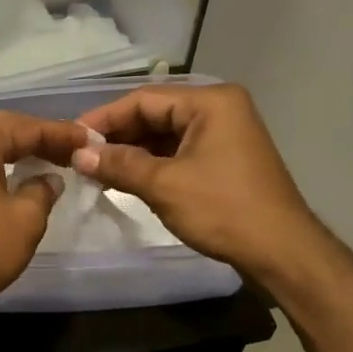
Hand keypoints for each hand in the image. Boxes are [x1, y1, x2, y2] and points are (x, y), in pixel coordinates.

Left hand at [0, 112, 90, 311]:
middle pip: (0, 131)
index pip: (25, 127)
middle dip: (37, 139)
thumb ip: (42, 190)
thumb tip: (47, 180)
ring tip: (46, 161)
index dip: (61, 133)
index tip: (89, 139)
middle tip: (70, 149)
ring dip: (14, 152)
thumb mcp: (25, 219)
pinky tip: (11, 179)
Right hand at [72, 84, 322, 281]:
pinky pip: (178, 152)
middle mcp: (219, 110)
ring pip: (164, 136)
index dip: (104, 118)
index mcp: (210, 102)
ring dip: (131, 152)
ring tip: (95, 169)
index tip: (71, 137)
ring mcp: (224, 135)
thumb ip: (118, 164)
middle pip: (154, 114)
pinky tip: (125, 178)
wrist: (281, 251)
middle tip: (80, 156)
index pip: (143, 99)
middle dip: (117, 136)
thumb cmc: (223, 209)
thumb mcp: (164, 185)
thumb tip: (78, 155)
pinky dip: (151, 164)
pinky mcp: (223, 160)